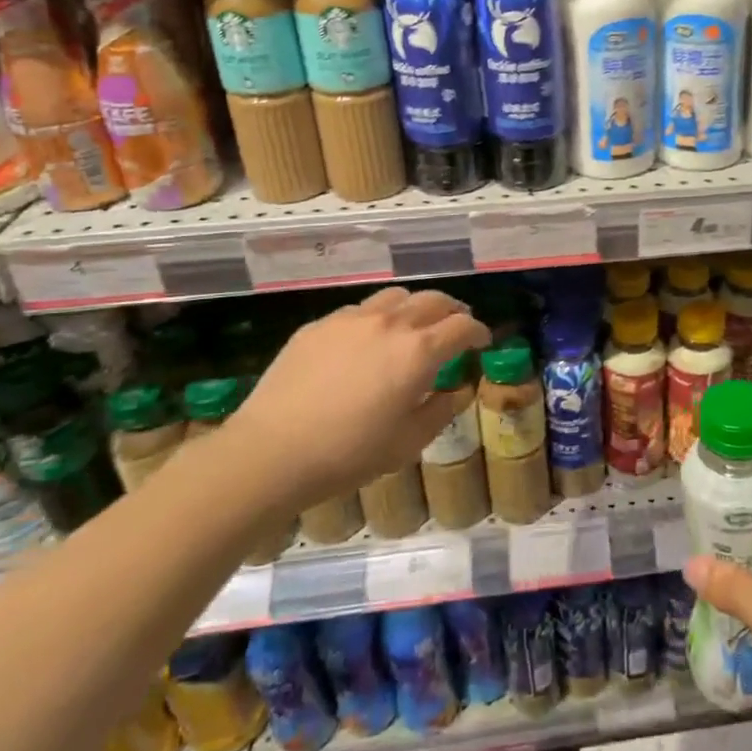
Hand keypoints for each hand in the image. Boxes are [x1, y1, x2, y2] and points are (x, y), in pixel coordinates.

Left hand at [227, 288, 489, 507]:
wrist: (270, 452)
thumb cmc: (348, 453)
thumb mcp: (408, 442)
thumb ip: (441, 411)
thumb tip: (459, 391)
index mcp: (419, 352)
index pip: (462, 326)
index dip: (478, 332)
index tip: (480, 342)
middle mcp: (390, 323)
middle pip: (433, 300)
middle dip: (452, 310)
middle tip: (454, 326)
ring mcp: (351, 319)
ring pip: (395, 296)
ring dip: (414, 307)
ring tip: (413, 326)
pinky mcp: (319, 325)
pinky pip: (359, 310)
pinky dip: (376, 318)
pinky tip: (366, 341)